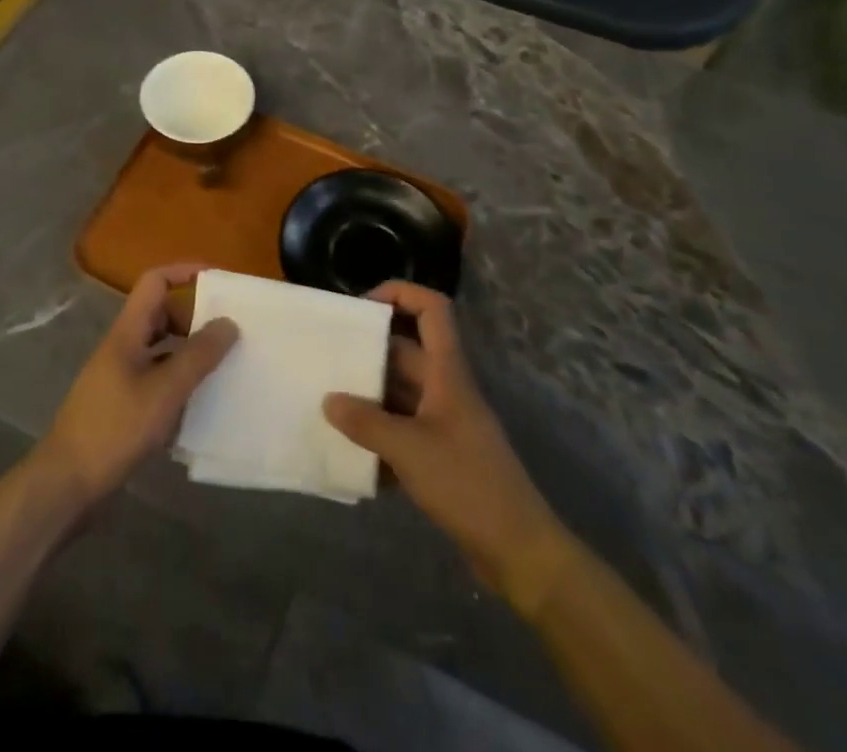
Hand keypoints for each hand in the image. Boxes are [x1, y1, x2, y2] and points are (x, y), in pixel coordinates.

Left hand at [35, 264, 238, 515]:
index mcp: (128, 332)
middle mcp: (123, 346)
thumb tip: (228, 322)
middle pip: (161, 314)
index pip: (155, 281)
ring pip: (161, 348)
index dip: (185, 272)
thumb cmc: (114, 429)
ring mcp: (121, 376)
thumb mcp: (164, 391)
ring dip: (189, 351)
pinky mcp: (122, 405)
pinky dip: (179, 382)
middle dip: (195, 316)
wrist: (66, 484)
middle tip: (229, 332)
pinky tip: (200, 404)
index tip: (220, 282)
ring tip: (223, 365)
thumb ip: (198, 356)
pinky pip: (157, 378)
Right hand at [324, 282, 559, 593]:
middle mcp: (446, 388)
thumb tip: (328, 400)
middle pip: (406, 352)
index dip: (400, 293)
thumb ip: (366, 422)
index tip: (361, 307)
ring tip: (329, 406)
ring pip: (401, 393)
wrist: (519, 551)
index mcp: (447, 372)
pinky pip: (404, 430)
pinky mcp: (443, 456)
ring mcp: (445, 422)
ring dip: (369, 397)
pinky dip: (380, 437)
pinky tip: (352, 456)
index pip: (432, 309)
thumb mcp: (409, 449)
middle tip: (327, 362)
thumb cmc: (467, 484)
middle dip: (368, 353)